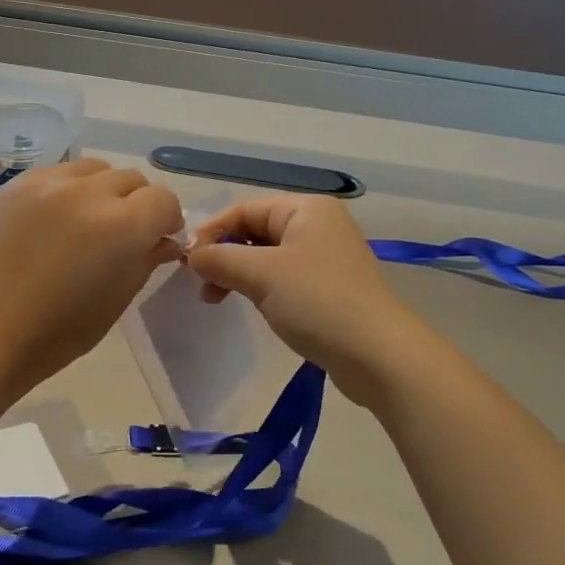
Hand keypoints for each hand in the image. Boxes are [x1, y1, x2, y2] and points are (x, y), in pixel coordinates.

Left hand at [0, 158, 183, 393]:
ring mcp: (48, 183)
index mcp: (121, 225)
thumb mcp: (116, 300)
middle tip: (123, 235)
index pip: (163, 200)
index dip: (167, 220)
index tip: (158, 240)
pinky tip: (54, 220)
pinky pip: (57, 174)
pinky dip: (68, 190)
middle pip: (131, 179)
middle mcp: (88, 192)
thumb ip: (145, 260)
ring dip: (103, 190)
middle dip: (137, 204)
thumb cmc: (57, 332)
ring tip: (87, 222)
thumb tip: (163, 241)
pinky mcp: (15, 185)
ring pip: (94, 169)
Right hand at [186, 196, 432, 405]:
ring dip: (238, 273)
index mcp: (306, 209)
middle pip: (255, 230)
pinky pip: (283, 277)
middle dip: (224, 254)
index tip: (187, 261)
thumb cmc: (317, 302)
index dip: (212, 231)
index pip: (244, 209)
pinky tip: (248, 305)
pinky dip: (260, 287)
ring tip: (216, 299)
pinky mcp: (329, 287)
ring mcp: (325, 257)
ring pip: (267, 256)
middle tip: (200, 284)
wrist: (378, 355)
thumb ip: (220, 259)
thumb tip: (191, 254)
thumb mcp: (262, 275)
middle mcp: (317, 225)